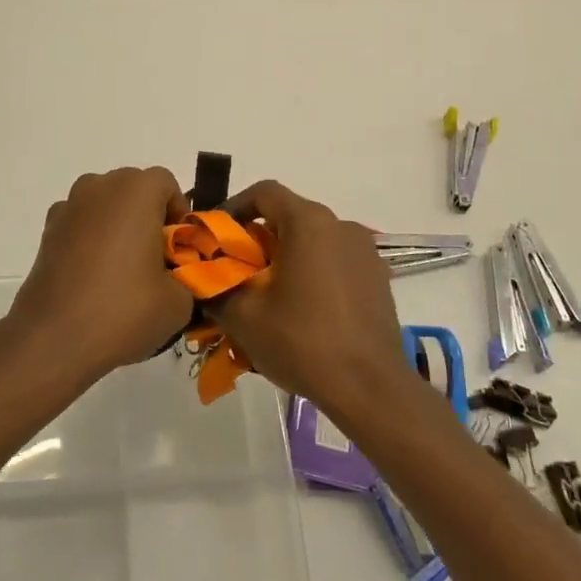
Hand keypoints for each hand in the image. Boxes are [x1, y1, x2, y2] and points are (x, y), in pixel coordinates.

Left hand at [5, 167, 194, 386]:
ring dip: (117, 225)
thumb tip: (175, 281)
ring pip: (104, 205)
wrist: (53, 338)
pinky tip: (93, 277)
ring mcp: (68, 206)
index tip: (180, 249)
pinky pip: (80, 224)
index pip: (166, 184)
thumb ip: (186, 279)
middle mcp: (100, 186)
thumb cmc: (123, 310)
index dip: (179, 214)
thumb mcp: (178, 303)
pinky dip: (90, 240)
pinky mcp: (47, 231)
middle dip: (148, 217)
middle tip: (157, 260)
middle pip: (134, 189)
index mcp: (136, 191)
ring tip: (123, 270)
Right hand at [204, 180, 415, 421]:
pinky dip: (313, 272)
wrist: (371, 389)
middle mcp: (340, 225)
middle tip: (237, 271)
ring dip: (287, 257)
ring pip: (313, 240)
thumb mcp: (244, 317)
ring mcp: (365, 251)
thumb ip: (216, 288)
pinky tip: (303, 310)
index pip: (264, 192)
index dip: (234, 207)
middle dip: (258, 238)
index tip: (217, 237)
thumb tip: (202, 279)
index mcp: (309, 222)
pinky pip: (335, 261)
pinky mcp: (378, 277)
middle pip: (289, 216)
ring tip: (268, 295)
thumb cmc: (303, 342)